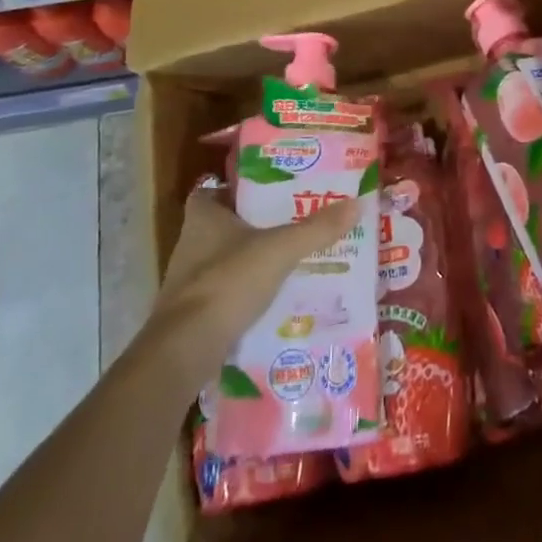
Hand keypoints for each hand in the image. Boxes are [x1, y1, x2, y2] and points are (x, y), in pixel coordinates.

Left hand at [141, 189, 359, 388]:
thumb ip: (317, 229)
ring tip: (289, 262)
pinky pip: (224, 295)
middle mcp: (190, 243)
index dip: (237, 189)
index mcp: (203, 216)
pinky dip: (244, 296)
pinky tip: (273, 301)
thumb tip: (357, 203)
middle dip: (253, 227)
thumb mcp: (280, 250)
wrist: (184, 351)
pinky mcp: (192, 315)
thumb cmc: (228, 283)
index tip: (267, 192)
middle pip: (223, 226)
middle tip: (291, 224)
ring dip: (250, 263)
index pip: (214, 191)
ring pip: (224, 262)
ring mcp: (188, 282)